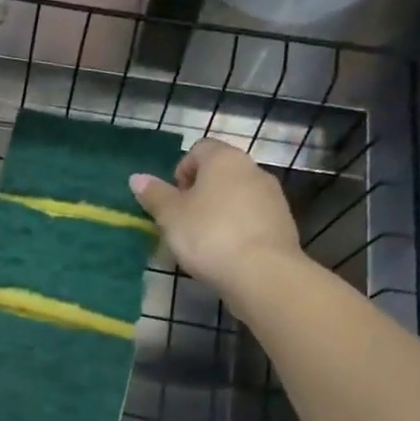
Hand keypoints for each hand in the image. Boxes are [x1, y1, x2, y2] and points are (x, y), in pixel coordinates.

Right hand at [130, 140, 303, 297]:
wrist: (262, 271)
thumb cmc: (208, 234)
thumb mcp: (170, 216)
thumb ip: (154, 194)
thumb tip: (136, 178)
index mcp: (224, 159)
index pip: (199, 149)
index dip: (181, 170)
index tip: (173, 198)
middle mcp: (252, 169)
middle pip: (220, 172)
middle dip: (199, 191)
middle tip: (183, 219)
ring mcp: (272, 195)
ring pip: (237, 194)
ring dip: (219, 209)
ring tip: (204, 239)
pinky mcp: (283, 221)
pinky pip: (252, 216)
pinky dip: (237, 226)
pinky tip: (226, 250)